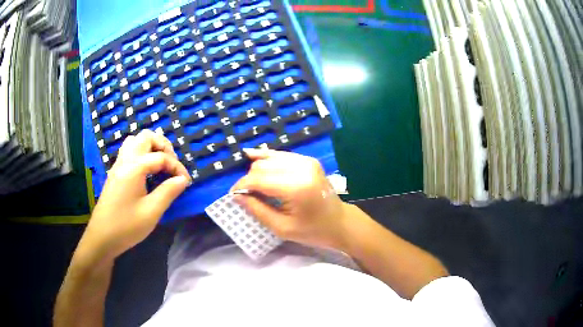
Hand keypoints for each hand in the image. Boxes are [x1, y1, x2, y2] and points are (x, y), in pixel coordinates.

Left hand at [82, 130, 190, 258]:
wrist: (102, 237)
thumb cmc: (126, 226)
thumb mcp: (151, 212)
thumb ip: (168, 192)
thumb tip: (183, 179)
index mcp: (134, 168)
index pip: (161, 157)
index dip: (177, 167)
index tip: (186, 181)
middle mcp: (125, 160)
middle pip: (145, 137)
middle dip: (163, 146)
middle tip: (172, 164)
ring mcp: (118, 165)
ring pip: (135, 141)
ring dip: (150, 147)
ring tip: (160, 164)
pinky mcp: (115, 173)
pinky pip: (128, 152)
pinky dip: (141, 153)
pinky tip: (146, 171)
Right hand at [231, 149, 348, 249]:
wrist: (339, 222)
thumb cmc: (312, 231)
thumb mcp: (281, 228)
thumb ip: (257, 210)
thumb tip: (236, 196)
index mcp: (296, 187)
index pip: (258, 179)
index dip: (242, 186)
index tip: (233, 195)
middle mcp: (301, 168)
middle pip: (262, 166)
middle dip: (249, 179)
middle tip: (246, 195)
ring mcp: (306, 161)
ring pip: (269, 158)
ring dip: (257, 169)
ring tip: (252, 184)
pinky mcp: (308, 160)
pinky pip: (280, 155)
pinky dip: (266, 158)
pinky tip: (253, 157)